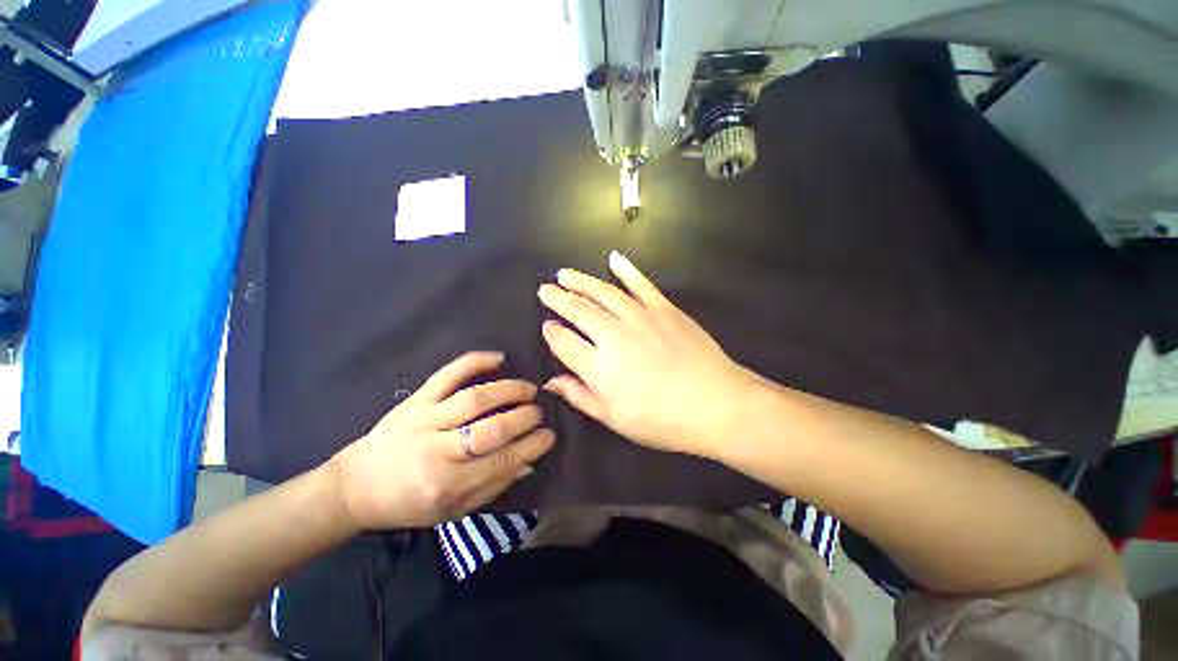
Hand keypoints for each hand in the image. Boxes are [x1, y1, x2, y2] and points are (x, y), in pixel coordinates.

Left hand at [328, 352, 554, 528]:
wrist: (356, 487)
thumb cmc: (408, 504)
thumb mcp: (452, 511)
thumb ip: (493, 487)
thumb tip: (529, 462)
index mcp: (448, 485)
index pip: (502, 461)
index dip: (531, 445)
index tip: (550, 435)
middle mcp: (438, 452)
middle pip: (492, 429)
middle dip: (524, 417)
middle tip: (539, 412)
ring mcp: (424, 420)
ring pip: (474, 399)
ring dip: (509, 390)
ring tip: (528, 389)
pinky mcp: (415, 400)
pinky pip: (448, 375)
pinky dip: (475, 362)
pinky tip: (498, 358)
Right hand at [538, 251, 754, 455]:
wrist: (716, 405)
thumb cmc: (662, 420)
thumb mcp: (614, 419)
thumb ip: (580, 396)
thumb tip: (551, 381)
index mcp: (598, 367)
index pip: (563, 341)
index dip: (551, 332)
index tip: (547, 326)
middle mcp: (613, 335)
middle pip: (577, 309)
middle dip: (557, 298)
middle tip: (545, 290)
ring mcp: (640, 317)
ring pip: (602, 291)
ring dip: (580, 280)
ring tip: (564, 274)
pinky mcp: (664, 308)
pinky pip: (641, 283)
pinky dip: (626, 269)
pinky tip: (613, 257)